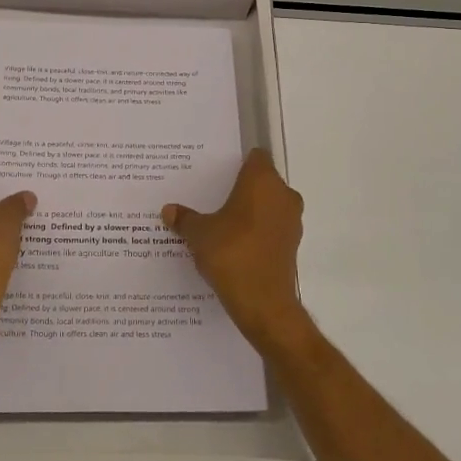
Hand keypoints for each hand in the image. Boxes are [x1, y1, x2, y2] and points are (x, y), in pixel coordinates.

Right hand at [162, 148, 312, 354]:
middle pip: (262, 181)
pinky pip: (271, 228)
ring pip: (268, 205)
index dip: (238, 161)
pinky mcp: (292, 245)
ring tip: (220, 221)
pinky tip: (233, 244)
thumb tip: (169, 210)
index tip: (218, 171)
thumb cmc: (232, 254)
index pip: (255, 157)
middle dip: (240, 187)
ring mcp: (291, 221)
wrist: (263, 303)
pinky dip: (256, 231)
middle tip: (212, 195)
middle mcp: (283, 195)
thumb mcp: (199, 234)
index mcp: (263, 181)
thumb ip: (185, 219)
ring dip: (249, 211)